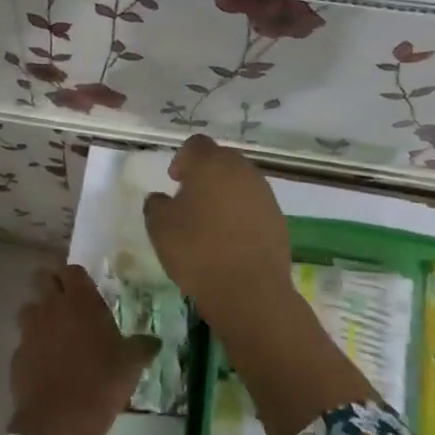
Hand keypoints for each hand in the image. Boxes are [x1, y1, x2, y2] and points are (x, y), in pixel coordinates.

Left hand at [8, 265, 157, 434]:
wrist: (60, 420)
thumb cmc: (101, 383)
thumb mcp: (131, 365)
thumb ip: (142, 347)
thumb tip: (154, 341)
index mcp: (80, 302)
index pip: (71, 270)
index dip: (76, 277)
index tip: (85, 290)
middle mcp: (51, 308)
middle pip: (42, 278)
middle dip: (52, 285)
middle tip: (67, 304)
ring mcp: (30, 330)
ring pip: (28, 308)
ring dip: (39, 315)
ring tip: (55, 334)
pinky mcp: (17, 354)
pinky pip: (24, 341)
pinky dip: (33, 346)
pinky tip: (46, 364)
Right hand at [143, 135, 293, 320]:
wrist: (248, 290)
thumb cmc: (197, 251)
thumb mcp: (159, 227)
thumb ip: (156, 204)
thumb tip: (162, 199)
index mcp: (211, 164)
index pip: (196, 144)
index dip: (182, 158)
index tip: (174, 180)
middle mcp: (242, 171)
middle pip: (221, 160)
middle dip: (205, 174)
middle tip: (189, 200)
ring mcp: (264, 194)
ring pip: (240, 183)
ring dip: (224, 194)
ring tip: (209, 223)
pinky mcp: (278, 219)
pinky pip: (253, 206)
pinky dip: (240, 215)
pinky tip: (229, 240)